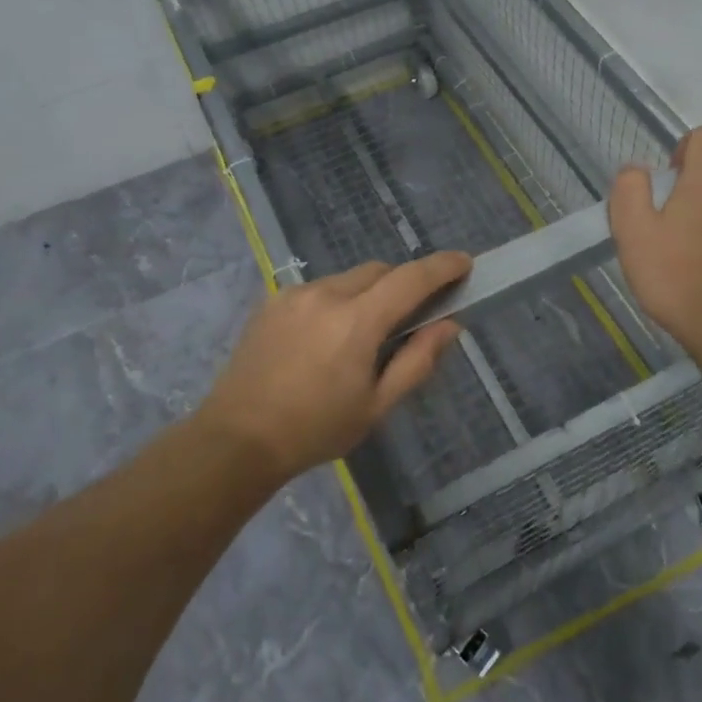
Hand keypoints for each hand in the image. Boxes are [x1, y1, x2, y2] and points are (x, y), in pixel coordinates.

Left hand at [196, 252, 470, 482]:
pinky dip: (336, 301)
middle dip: (402, 284)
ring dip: (367, 293)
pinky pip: (318, 289)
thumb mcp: (376, 405)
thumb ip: (417, 361)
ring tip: (362, 334)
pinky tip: (327, 337)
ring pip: (347, 279)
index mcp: (356, 321)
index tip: (464, 263)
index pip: (411, 278)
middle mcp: (326, 294)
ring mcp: (295, 294)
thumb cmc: (315, 430)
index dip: (442, 267)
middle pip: (379, 271)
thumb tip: (450, 326)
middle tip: (411, 315)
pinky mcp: (273, 301)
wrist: (236, 439)